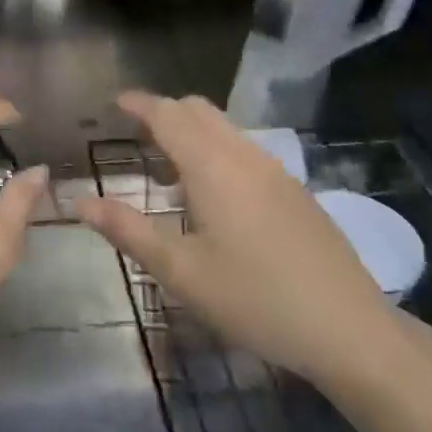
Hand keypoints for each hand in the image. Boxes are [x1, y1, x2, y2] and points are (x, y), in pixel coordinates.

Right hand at [76, 91, 398, 386]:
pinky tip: (214, 201)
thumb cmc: (255, 299)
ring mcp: (276, 171)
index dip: (139, 104)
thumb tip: (80, 202)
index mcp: (212, 167)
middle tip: (135, 137)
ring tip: (168, 175)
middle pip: (198, 110)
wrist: (351, 329)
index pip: (168, 115)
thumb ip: (127, 231)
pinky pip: (245, 150)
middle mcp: (244, 156)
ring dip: (191, 134)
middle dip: (164, 112)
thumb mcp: (181, 272)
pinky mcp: (296, 191)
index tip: (114, 102)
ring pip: (224, 129)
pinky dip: (217, 152)